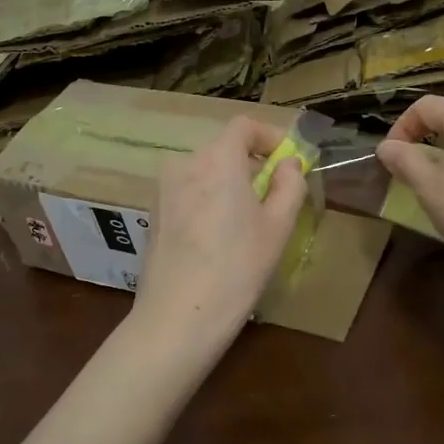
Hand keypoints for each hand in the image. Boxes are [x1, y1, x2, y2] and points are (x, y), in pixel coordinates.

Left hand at [133, 116, 306, 348]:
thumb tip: (289, 164)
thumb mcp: (277, 227)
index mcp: (217, 159)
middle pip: (223, 148)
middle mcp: (185, 163)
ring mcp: (164, 188)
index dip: (269, 136)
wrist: (177, 317)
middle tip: (273, 194)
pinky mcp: (154, 212)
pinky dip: (207, 198)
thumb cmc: (237, 268)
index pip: (243, 126)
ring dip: (228, 182)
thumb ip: (289, 185)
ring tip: (247, 218)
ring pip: (204, 171)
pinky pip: (188, 191)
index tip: (288, 160)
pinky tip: (218, 236)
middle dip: (250, 163)